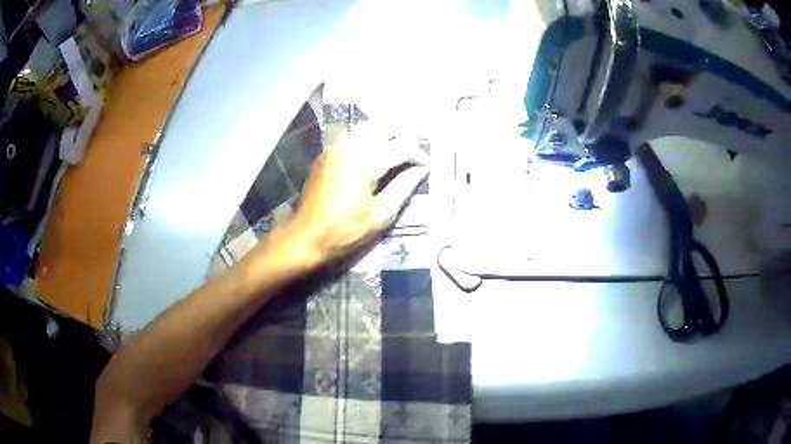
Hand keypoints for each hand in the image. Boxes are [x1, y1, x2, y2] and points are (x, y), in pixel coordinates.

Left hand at [284, 123, 428, 266]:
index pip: (400, 147)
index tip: (427, 165)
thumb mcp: (381, 214)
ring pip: (365, 127)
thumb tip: (421, 170)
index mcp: (364, 161)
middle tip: (414, 152)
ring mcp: (335, 148)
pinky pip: (351, 136)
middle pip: (383, 127)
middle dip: (402, 136)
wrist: (307, 237)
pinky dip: (367, 137)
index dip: (418, 155)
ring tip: (397, 148)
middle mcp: (349, 147)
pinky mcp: (326, 154)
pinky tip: (374, 151)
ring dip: (384, 133)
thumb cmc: (346, 231)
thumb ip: (403, 187)